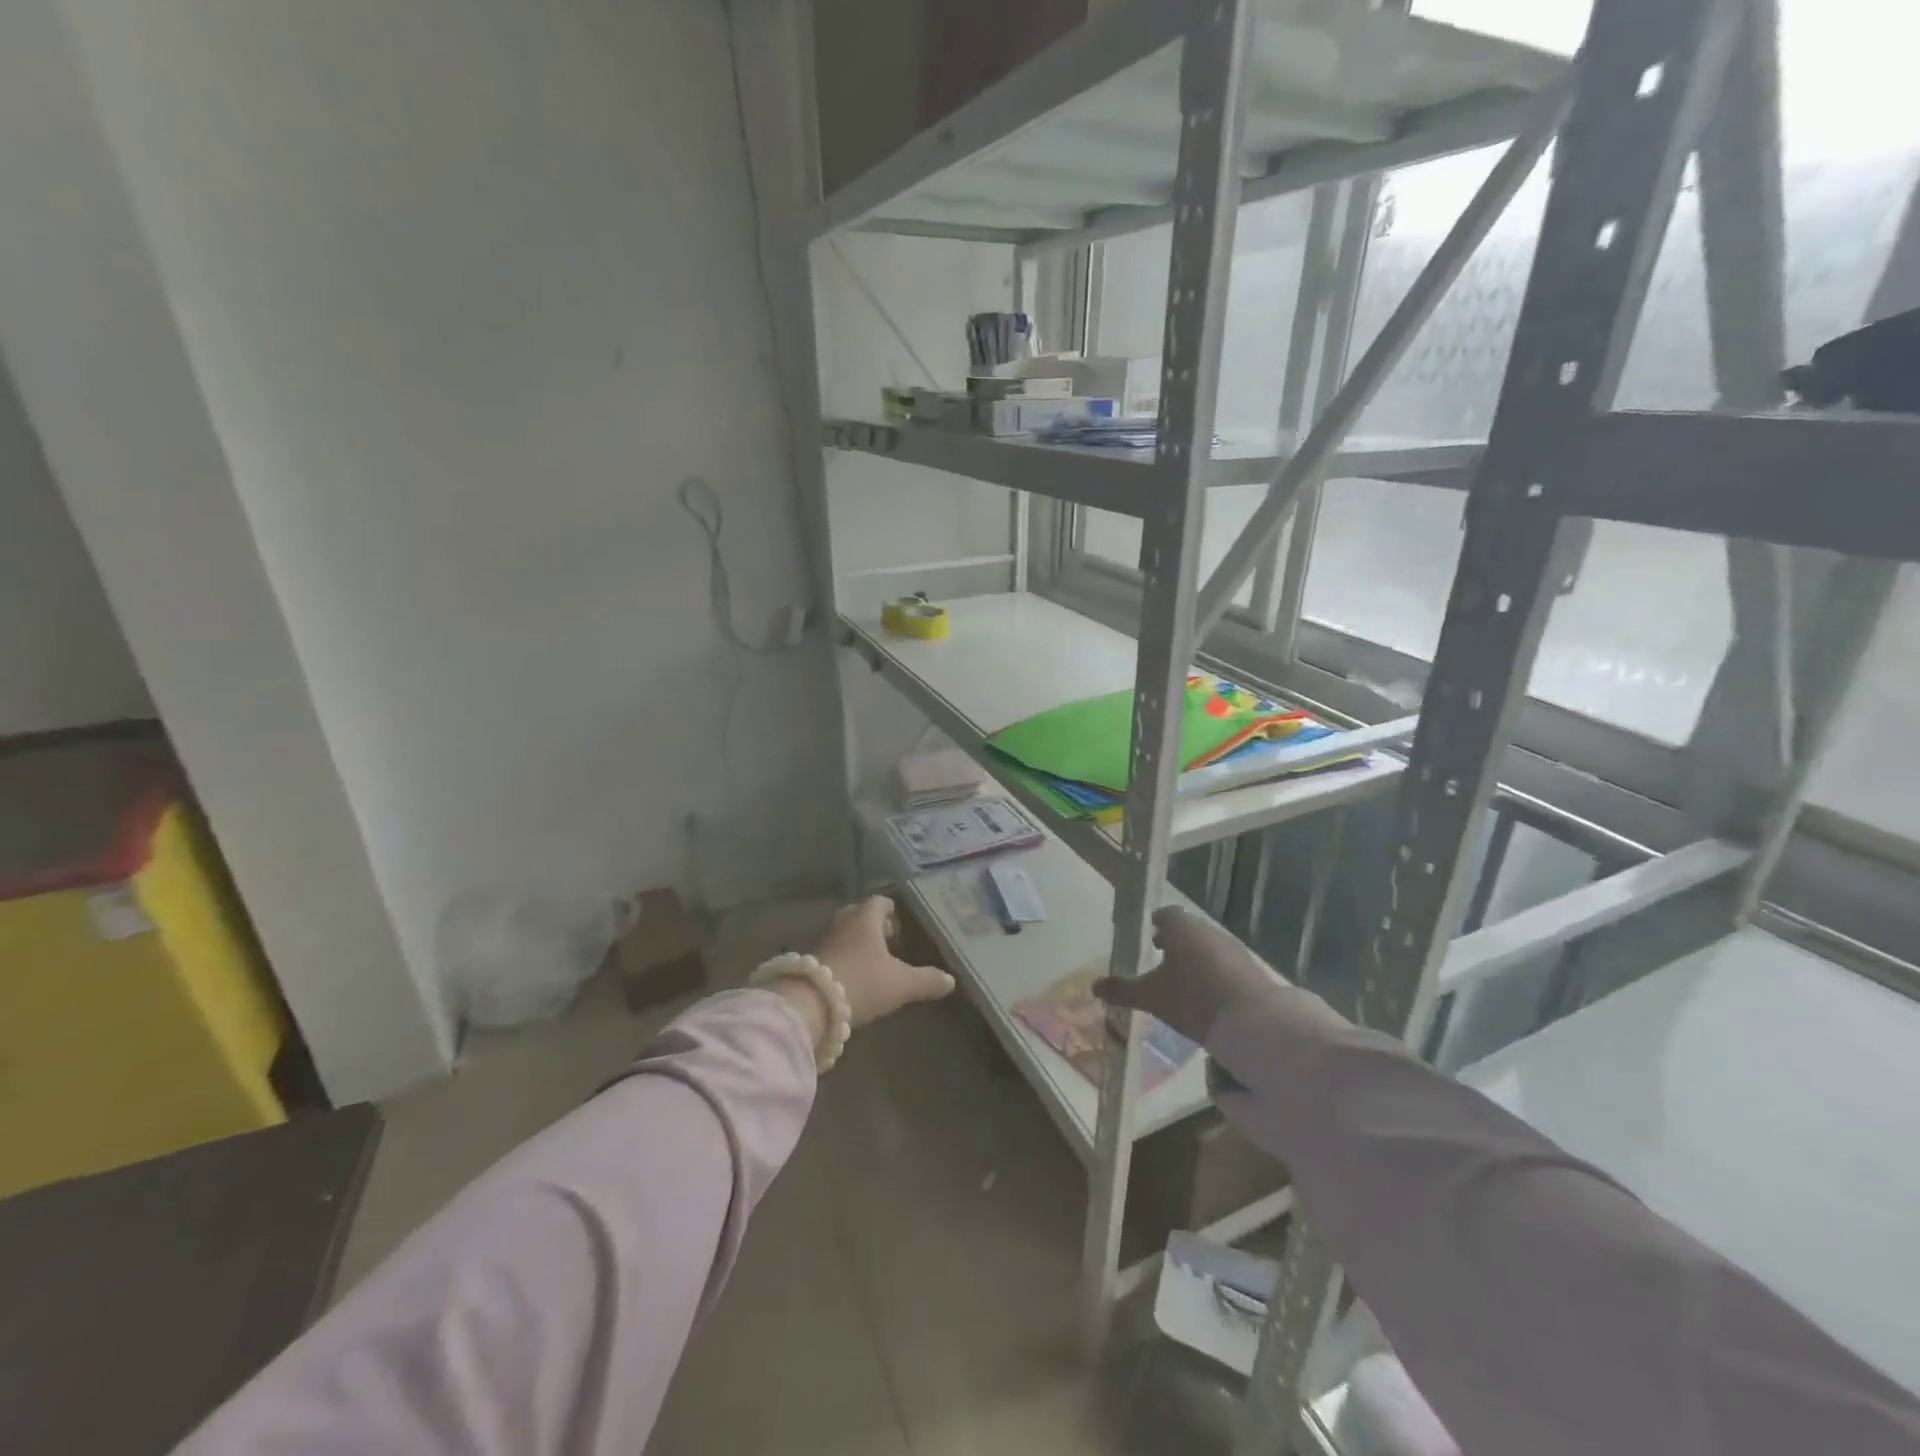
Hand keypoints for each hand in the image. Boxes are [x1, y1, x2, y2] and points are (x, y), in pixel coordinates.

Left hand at [812, 895, 955, 1029]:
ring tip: (869, 960)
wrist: (808, 1004)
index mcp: (865, 919)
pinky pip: (829, 950)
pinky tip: (849, 976)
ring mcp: (821, 940)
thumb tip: (951, 980)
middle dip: (871, 924)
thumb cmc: (861, 983)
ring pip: (842, 932)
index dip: (890, 911)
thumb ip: (927, 980)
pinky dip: (840, 957)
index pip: (879, 902)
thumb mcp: (901, 985)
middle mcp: (842, 922)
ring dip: (854, 941)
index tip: (898, 924)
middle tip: (886, 940)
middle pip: (858, 914)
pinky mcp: (807, 960)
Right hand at [1092, 906, 1279, 1042]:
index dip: (1156, 922)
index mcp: (1182, 928)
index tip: (1150, 934)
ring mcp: (1233, 948)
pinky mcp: (1251, 968)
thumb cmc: (1193, 998)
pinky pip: (1225, 962)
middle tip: (1160, 955)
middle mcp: (1208, 930)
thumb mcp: (1152, 997)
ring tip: (1182, 977)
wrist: (1252, 1021)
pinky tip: (1208, 992)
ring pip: (1208, 945)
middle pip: (1188, 929)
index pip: (1167, 914)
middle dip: (1175, 940)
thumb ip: (1122, 990)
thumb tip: (1093, 986)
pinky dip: (1213, 970)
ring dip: (1195, 956)